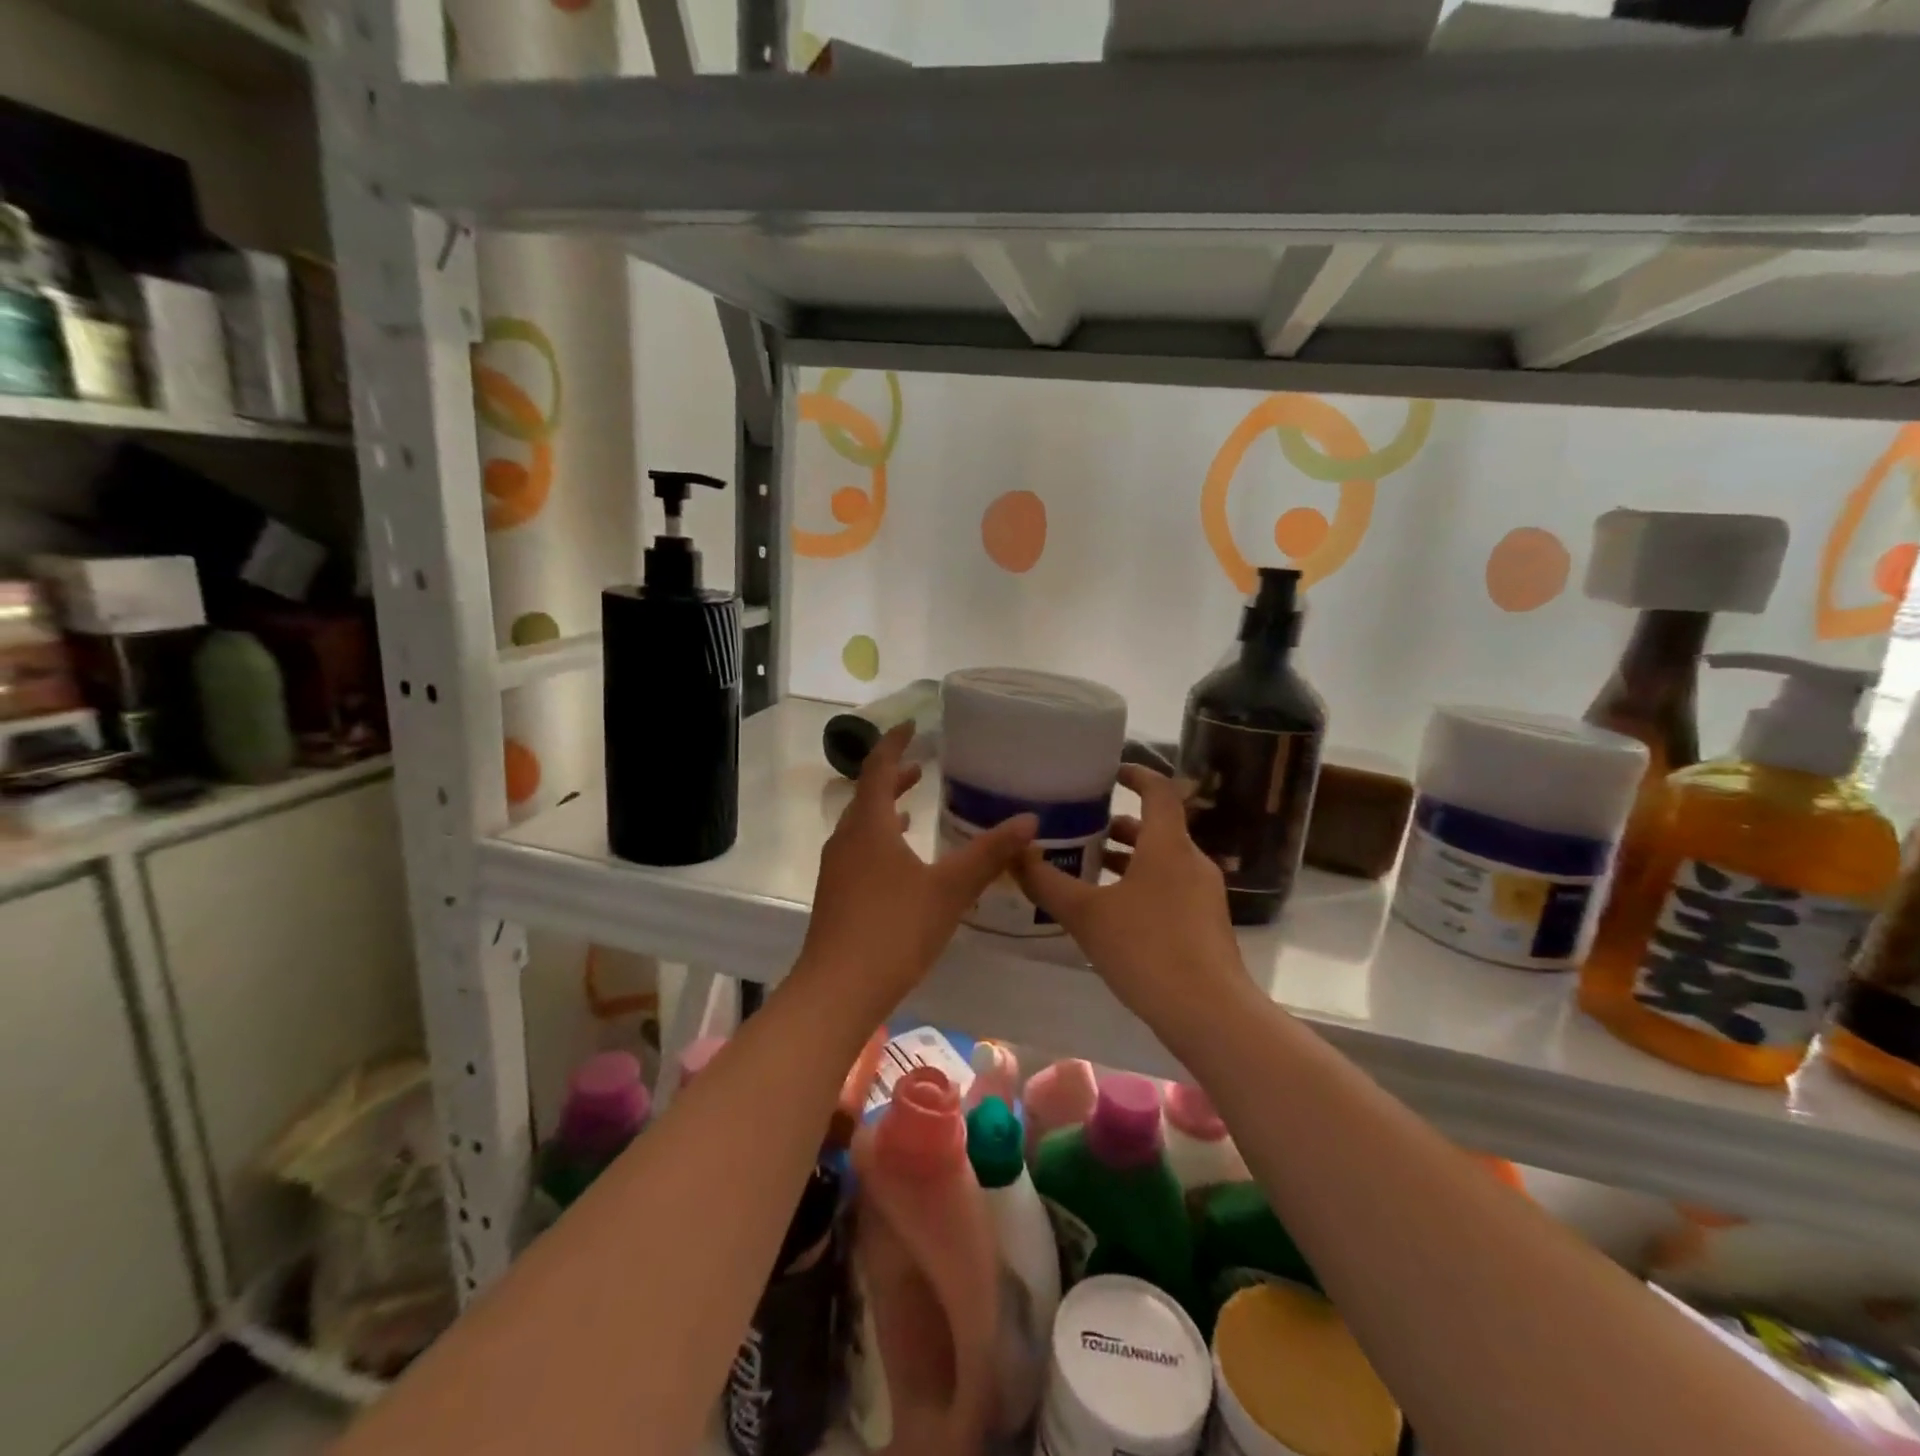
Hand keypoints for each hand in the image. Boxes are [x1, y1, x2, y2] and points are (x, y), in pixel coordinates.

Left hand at [799, 724, 1036, 1017]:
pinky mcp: (836, 894)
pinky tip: (901, 864)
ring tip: (913, 809)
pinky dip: (880, 841)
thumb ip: (989, 854)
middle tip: (921, 766)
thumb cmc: (894, 930)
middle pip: (866, 795)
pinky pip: (858, 851)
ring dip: (886, 811)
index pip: (877, 767)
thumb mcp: (950, 890)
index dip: (894, 743)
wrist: (838, 990)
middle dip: (893, 778)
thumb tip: (1029, 820)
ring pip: (861, 825)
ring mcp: (836, 868)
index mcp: (869, 825)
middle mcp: (846, 839)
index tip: (911, 726)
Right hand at [1016, 764, 1245, 1028]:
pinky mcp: (1207, 925)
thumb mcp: (1086, 914)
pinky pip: (1170, 889)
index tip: (1110, 773)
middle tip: (1082, 830)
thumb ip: (1047, 882)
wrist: (1209, 1013)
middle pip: (1157, 829)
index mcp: (1168, 845)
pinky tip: (1113, 914)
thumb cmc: (1146, 949)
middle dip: (1120, 827)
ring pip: (1163, 862)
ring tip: (1089, 871)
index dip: (1136, 774)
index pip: (1159, 790)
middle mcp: (1191, 862)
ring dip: (1129, 861)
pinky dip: (1142, 886)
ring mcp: (1204, 895)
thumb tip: (1016, 853)